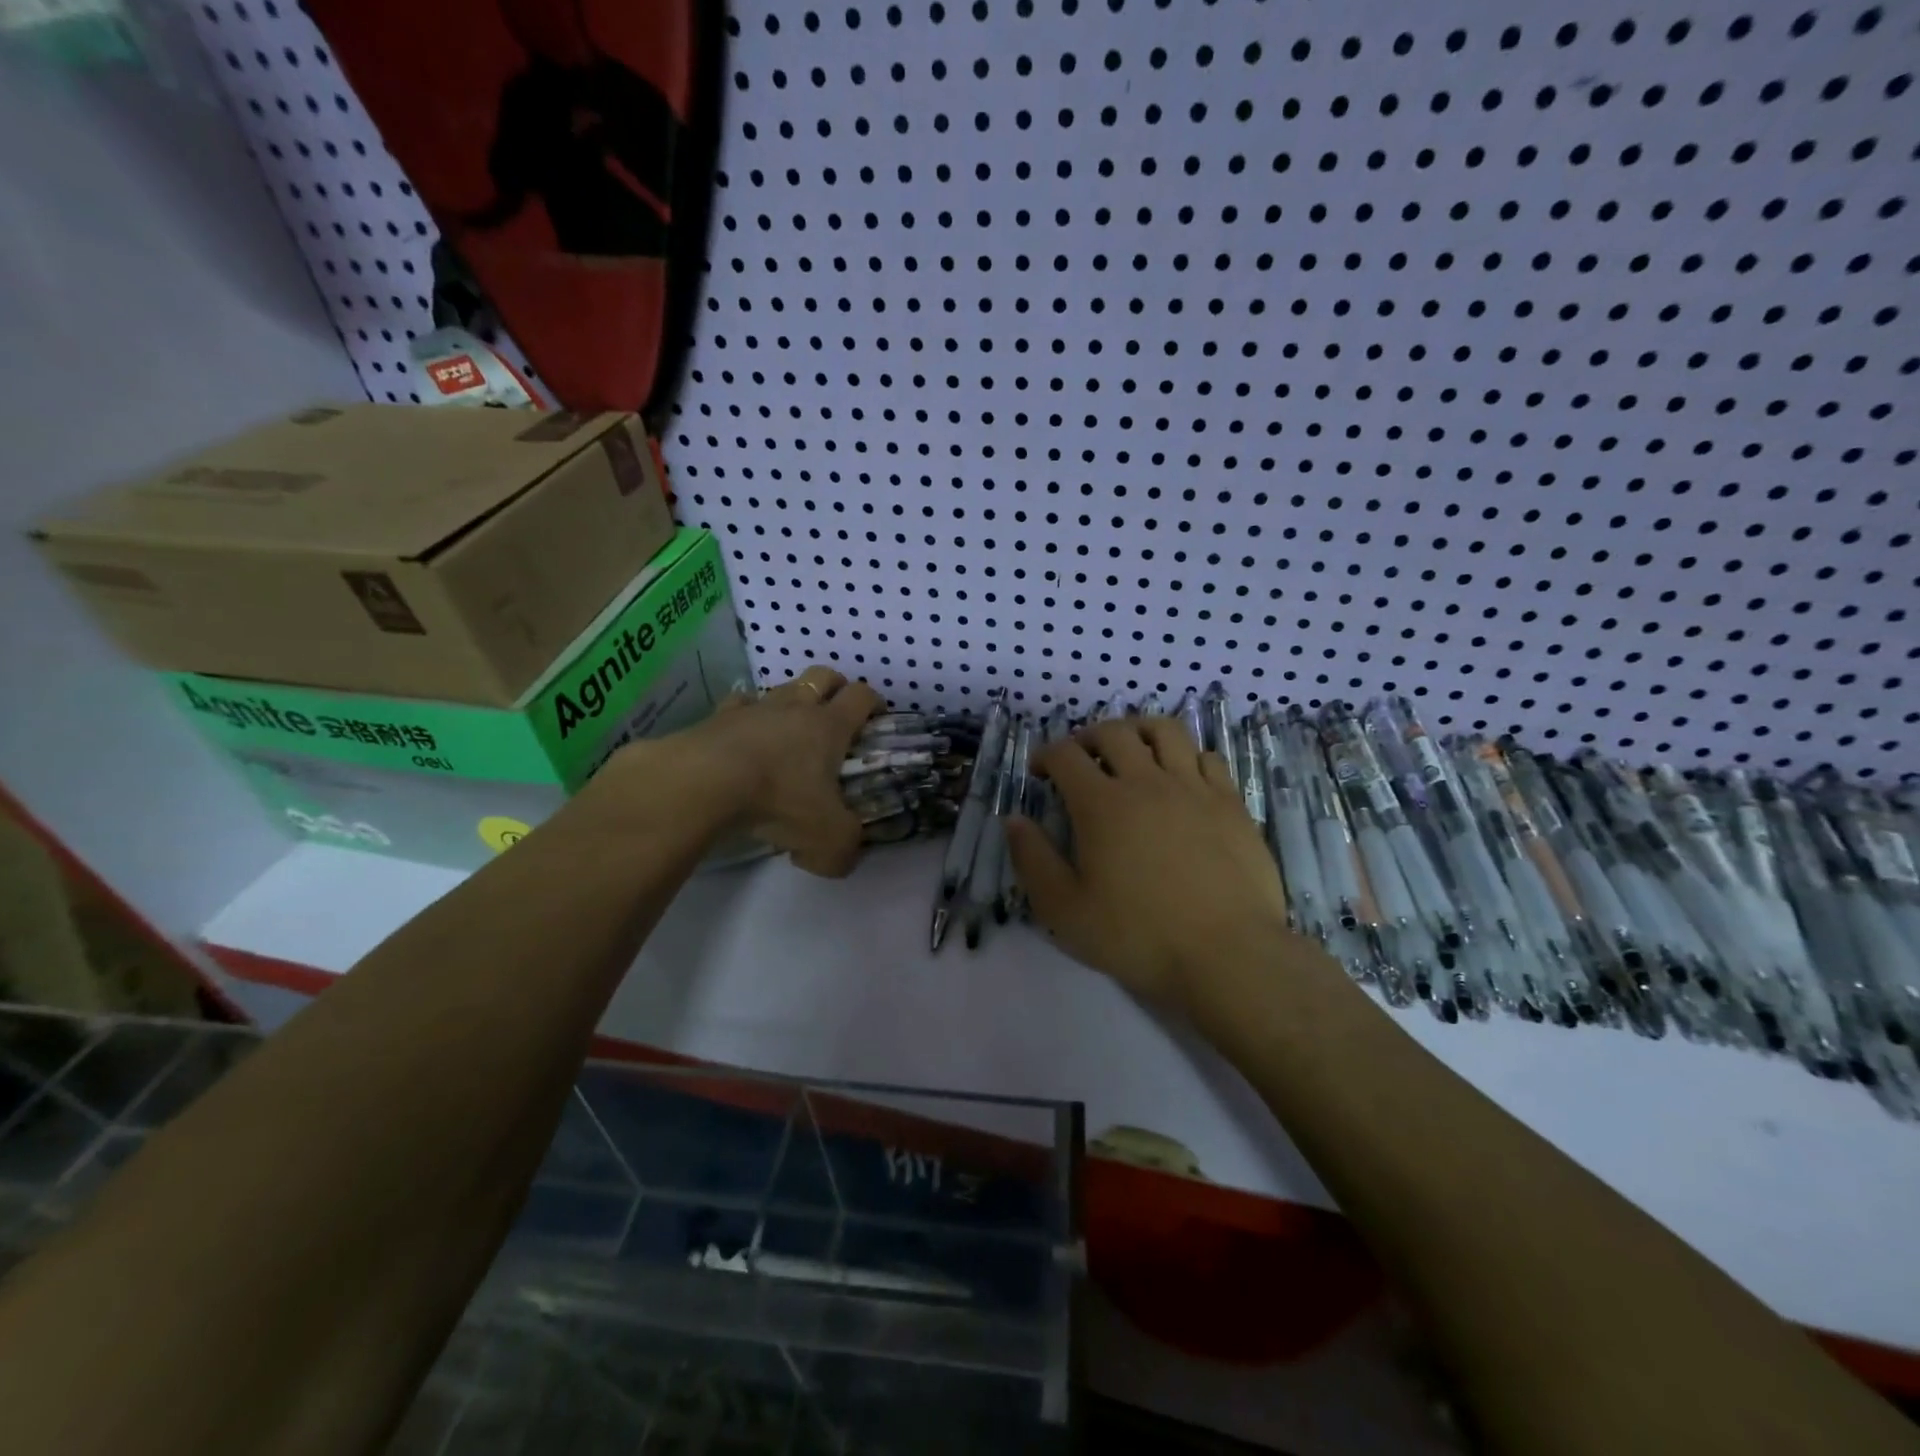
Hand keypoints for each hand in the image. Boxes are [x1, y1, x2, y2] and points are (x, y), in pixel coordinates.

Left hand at [607, 665, 881, 876]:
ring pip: (780, 688)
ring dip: (790, 702)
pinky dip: (745, 716)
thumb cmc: (778, 800)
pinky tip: (743, 737)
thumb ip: (845, 849)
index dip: (874, 703)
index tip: (876, 719)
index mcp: (829, 726)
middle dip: (834, 688)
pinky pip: (738, 705)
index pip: (862, 696)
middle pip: (822, 676)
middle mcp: (795, 707)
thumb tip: (844, 857)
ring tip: (787, 732)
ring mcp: (754, 708)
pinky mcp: (717, 717)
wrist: (702, 782)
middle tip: (835, 715)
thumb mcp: (827, 840)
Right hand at [1004, 717, 1291, 1013]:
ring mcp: (1194, 788)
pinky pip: (1207, 757)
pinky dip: (1186, 755)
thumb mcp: (1064, 909)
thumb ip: (1032, 860)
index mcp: (1101, 804)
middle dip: (1087, 737)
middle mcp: (1146, 782)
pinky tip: (1180, 777)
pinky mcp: (1230, 803)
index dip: (1045, 755)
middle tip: (1080, 759)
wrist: (1227, 955)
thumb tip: (1013, 820)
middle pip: (1113, 732)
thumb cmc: (1138, 936)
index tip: (1039, 773)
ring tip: (1130, 750)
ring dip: (1138, 730)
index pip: (1065, 755)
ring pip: (1164, 731)